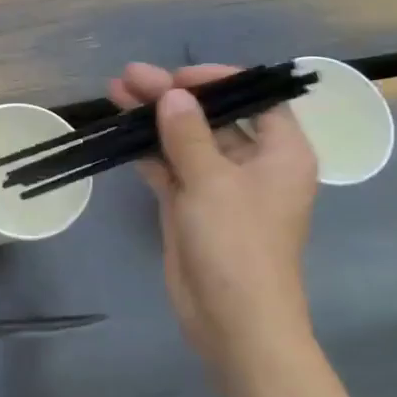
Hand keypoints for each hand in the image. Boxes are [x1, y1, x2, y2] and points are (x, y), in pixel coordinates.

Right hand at [111, 62, 318, 372]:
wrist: (233, 320)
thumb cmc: (237, 244)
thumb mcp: (212, 182)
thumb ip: (188, 134)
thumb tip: (173, 95)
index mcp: (281, 153)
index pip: (256, 99)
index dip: (219, 81)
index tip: (178, 77)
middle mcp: (253, 164)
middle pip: (212, 117)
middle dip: (172, 96)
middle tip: (129, 77)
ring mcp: (218, 186)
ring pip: (184, 140)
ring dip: (153, 119)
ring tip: (114, 92)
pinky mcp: (191, 206)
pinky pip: (169, 167)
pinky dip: (147, 150)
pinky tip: (120, 131)